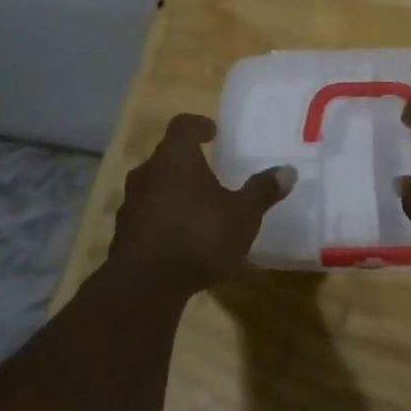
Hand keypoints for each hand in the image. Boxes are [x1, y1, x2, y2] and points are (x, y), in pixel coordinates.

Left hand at [109, 114, 293, 294]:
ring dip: (171, 191)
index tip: (212, 132)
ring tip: (194, 206)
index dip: (197, 125)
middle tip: (207, 171)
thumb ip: (262, 191)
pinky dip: (161, 219)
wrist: (145, 285)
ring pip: (153, 186)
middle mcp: (148, 172)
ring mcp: (131, 204)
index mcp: (176, 157)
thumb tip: (288, 170)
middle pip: (165, 156)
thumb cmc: (199, 235)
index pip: (183, 126)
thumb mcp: (242, 215)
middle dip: (185, 162)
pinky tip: (179, 237)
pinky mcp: (123, 234)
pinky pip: (146, 216)